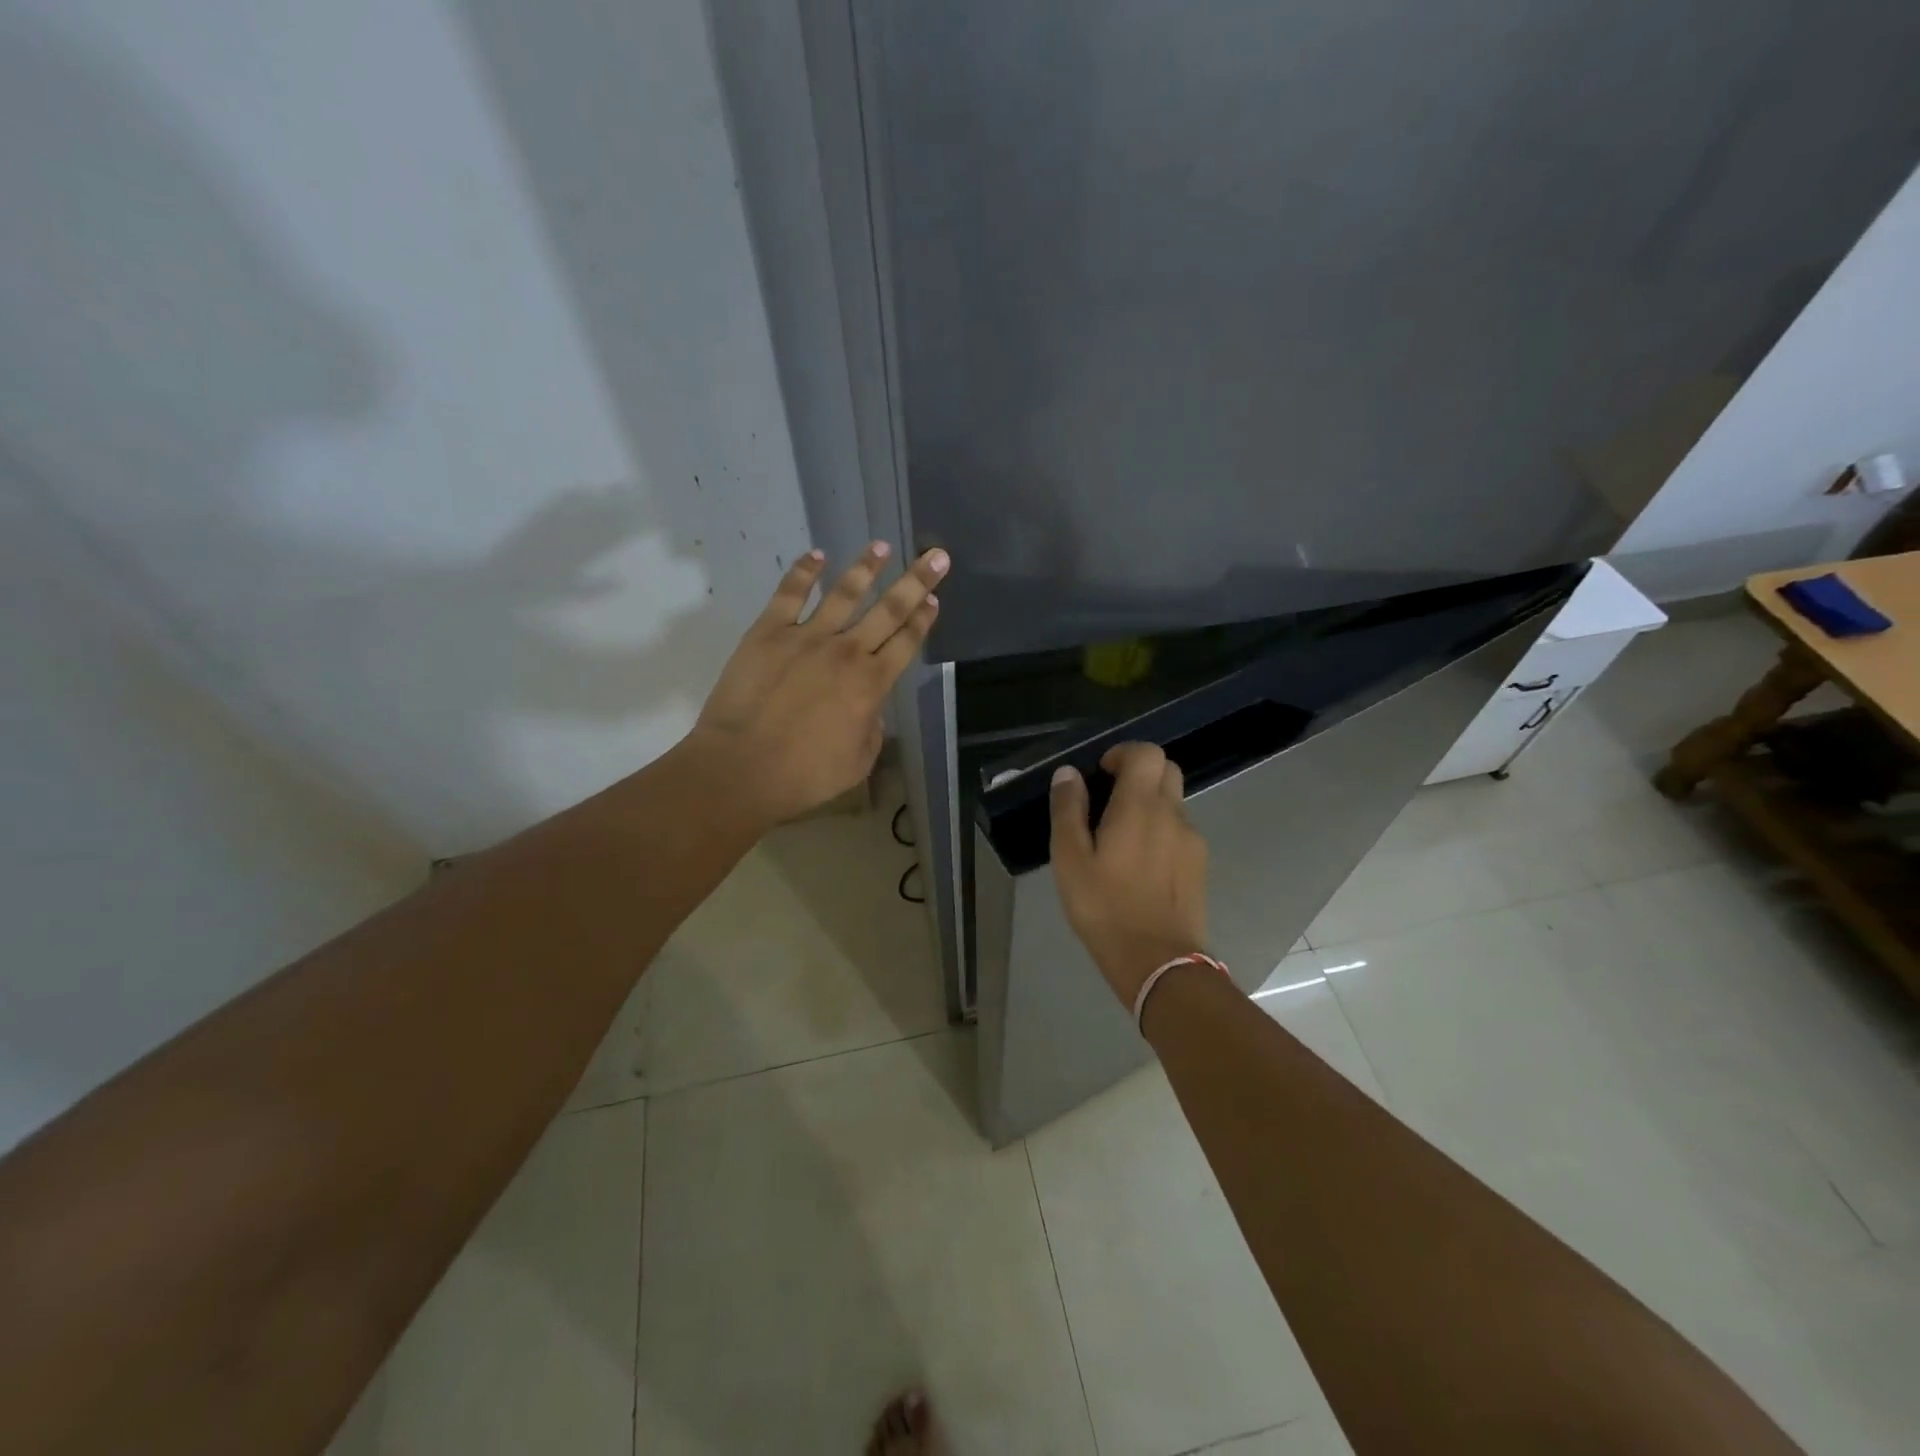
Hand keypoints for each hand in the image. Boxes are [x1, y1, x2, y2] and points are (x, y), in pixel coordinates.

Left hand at [690, 541, 947, 823]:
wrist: (742, 769)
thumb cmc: (805, 775)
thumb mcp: (858, 762)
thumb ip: (872, 727)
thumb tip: (869, 707)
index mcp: (871, 684)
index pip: (906, 643)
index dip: (923, 620)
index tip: (935, 599)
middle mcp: (846, 651)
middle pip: (889, 610)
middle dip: (916, 582)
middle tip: (935, 555)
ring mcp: (806, 637)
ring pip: (843, 593)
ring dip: (865, 568)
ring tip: (881, 546)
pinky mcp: (767, 633)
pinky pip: (789, 594)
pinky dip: (804, 572)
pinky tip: (817, 555)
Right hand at [1050, 743, 1209, 1006]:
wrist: (1160, 963)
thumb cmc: (1106, 909)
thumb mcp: (1070, 860)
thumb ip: (1068, 811)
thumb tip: (1068, 773)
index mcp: (1140, 806)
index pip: (1147, 752)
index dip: (1123, 753)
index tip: (1101, 774)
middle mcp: (1173, 814)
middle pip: (1166, 770)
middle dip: (1139, 773)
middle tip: (1109, 801)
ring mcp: (1192, 840)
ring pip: (1174, 802)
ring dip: (1150, 804)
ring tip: (1120, 839)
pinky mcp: (1200, 865)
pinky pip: (1180, 831)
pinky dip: (1161, 831)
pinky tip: (1140, 866)